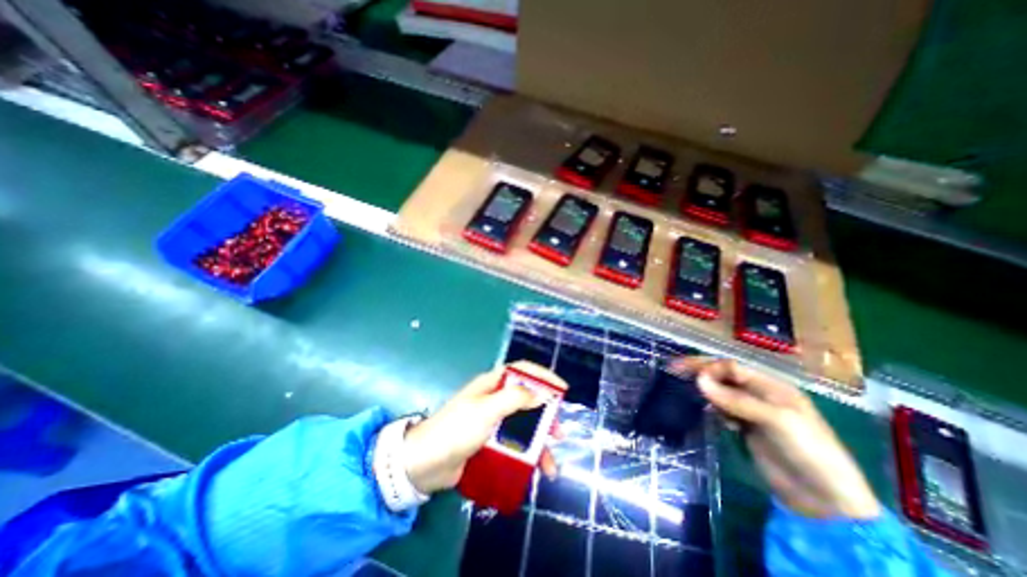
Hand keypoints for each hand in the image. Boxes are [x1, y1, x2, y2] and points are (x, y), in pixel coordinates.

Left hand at [404, 363, 564, 493]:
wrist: (425, 464)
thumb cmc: (456, 430)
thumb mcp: (486, 410)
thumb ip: (515, 398)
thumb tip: (542, 393)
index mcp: (492, 384)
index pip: (522, 371)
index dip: (543, 376)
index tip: (562, 389)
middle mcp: (493, 399)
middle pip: (527, 400)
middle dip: (545, 416)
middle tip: (558, 432)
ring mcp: (492, 421)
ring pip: (523, 426)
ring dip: (539, 442)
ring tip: (551, 463)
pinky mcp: (489, 442)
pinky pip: (514, 444)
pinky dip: (526, 456)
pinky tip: (534, 470)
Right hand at [675, 359, 882, 519]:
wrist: (824, 501)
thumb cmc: (809, 451)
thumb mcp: (776, 420)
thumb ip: (736, 399)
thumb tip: (699, 379)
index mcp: (772, 386)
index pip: (732, 367)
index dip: (709, 366)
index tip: (685, 371)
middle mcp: (760, 394)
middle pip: (724, 376)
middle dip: (700, 371)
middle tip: (673, 368)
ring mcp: (752, 412)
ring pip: (721, 392)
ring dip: (705, 390)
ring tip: (685, 389)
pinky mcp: (746, 428)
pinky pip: (723, 410)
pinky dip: (714, 408)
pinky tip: (711, 414)